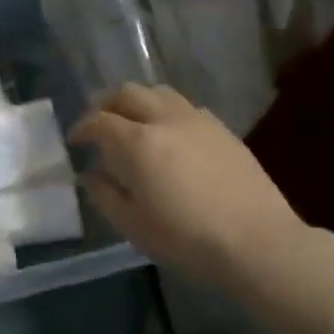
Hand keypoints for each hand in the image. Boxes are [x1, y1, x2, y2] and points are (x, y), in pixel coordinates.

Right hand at [71, 84, 304, 287]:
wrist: (257, 241)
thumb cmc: (188, 240)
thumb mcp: (135, 226)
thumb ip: (106, 195)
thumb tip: (92, 174)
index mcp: (138, 142)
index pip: (100, 120)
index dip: (82, 127)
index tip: (76, 141)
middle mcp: (164, 119)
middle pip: (127, 93)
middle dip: (107, 104)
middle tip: (100, 125)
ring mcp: (196, 119)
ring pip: (157, 92)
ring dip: (138, 101)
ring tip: (133, 123)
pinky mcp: (221, 127)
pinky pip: (184, 106)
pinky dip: (166, 111)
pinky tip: (170, 134)